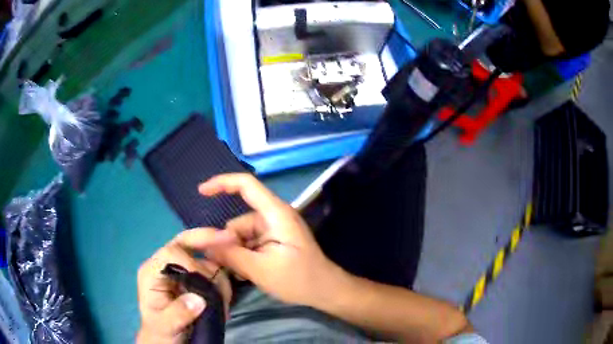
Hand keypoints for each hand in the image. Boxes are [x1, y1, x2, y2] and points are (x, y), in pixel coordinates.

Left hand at [137, 230, 233, 343]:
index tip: (207, 284)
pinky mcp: (197, 280)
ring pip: (205, 258)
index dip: (192, 263)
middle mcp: (167, 266)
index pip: (171, 253)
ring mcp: (183, 272)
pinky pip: (214, 271)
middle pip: (187, 242)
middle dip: (209, 240)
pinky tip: (224, 298)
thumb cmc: (161, 331)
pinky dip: (223, 280)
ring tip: (223, 300)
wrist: (169, 341)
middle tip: (231, 239)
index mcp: (152, 272)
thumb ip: (178, 313)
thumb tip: (199, 299)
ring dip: (219, 273)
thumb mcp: (165, 326)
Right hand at [193, 173, 345, 308]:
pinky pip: (250, 244)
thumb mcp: (260, 270)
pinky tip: (247, 273)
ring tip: (243, 274)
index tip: (200, 192)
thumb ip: (230, 255)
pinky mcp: (274, 242)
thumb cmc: (299, 279)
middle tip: (227, 267)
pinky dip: (244, 256)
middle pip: (239, 221)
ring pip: (241, 236)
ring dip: (236, 253)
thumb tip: (205, 244)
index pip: (246, 185)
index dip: (221, 183)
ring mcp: (274, 230)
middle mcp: (274, 217)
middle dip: (228, 243)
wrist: (326, 291)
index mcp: (275, 214)